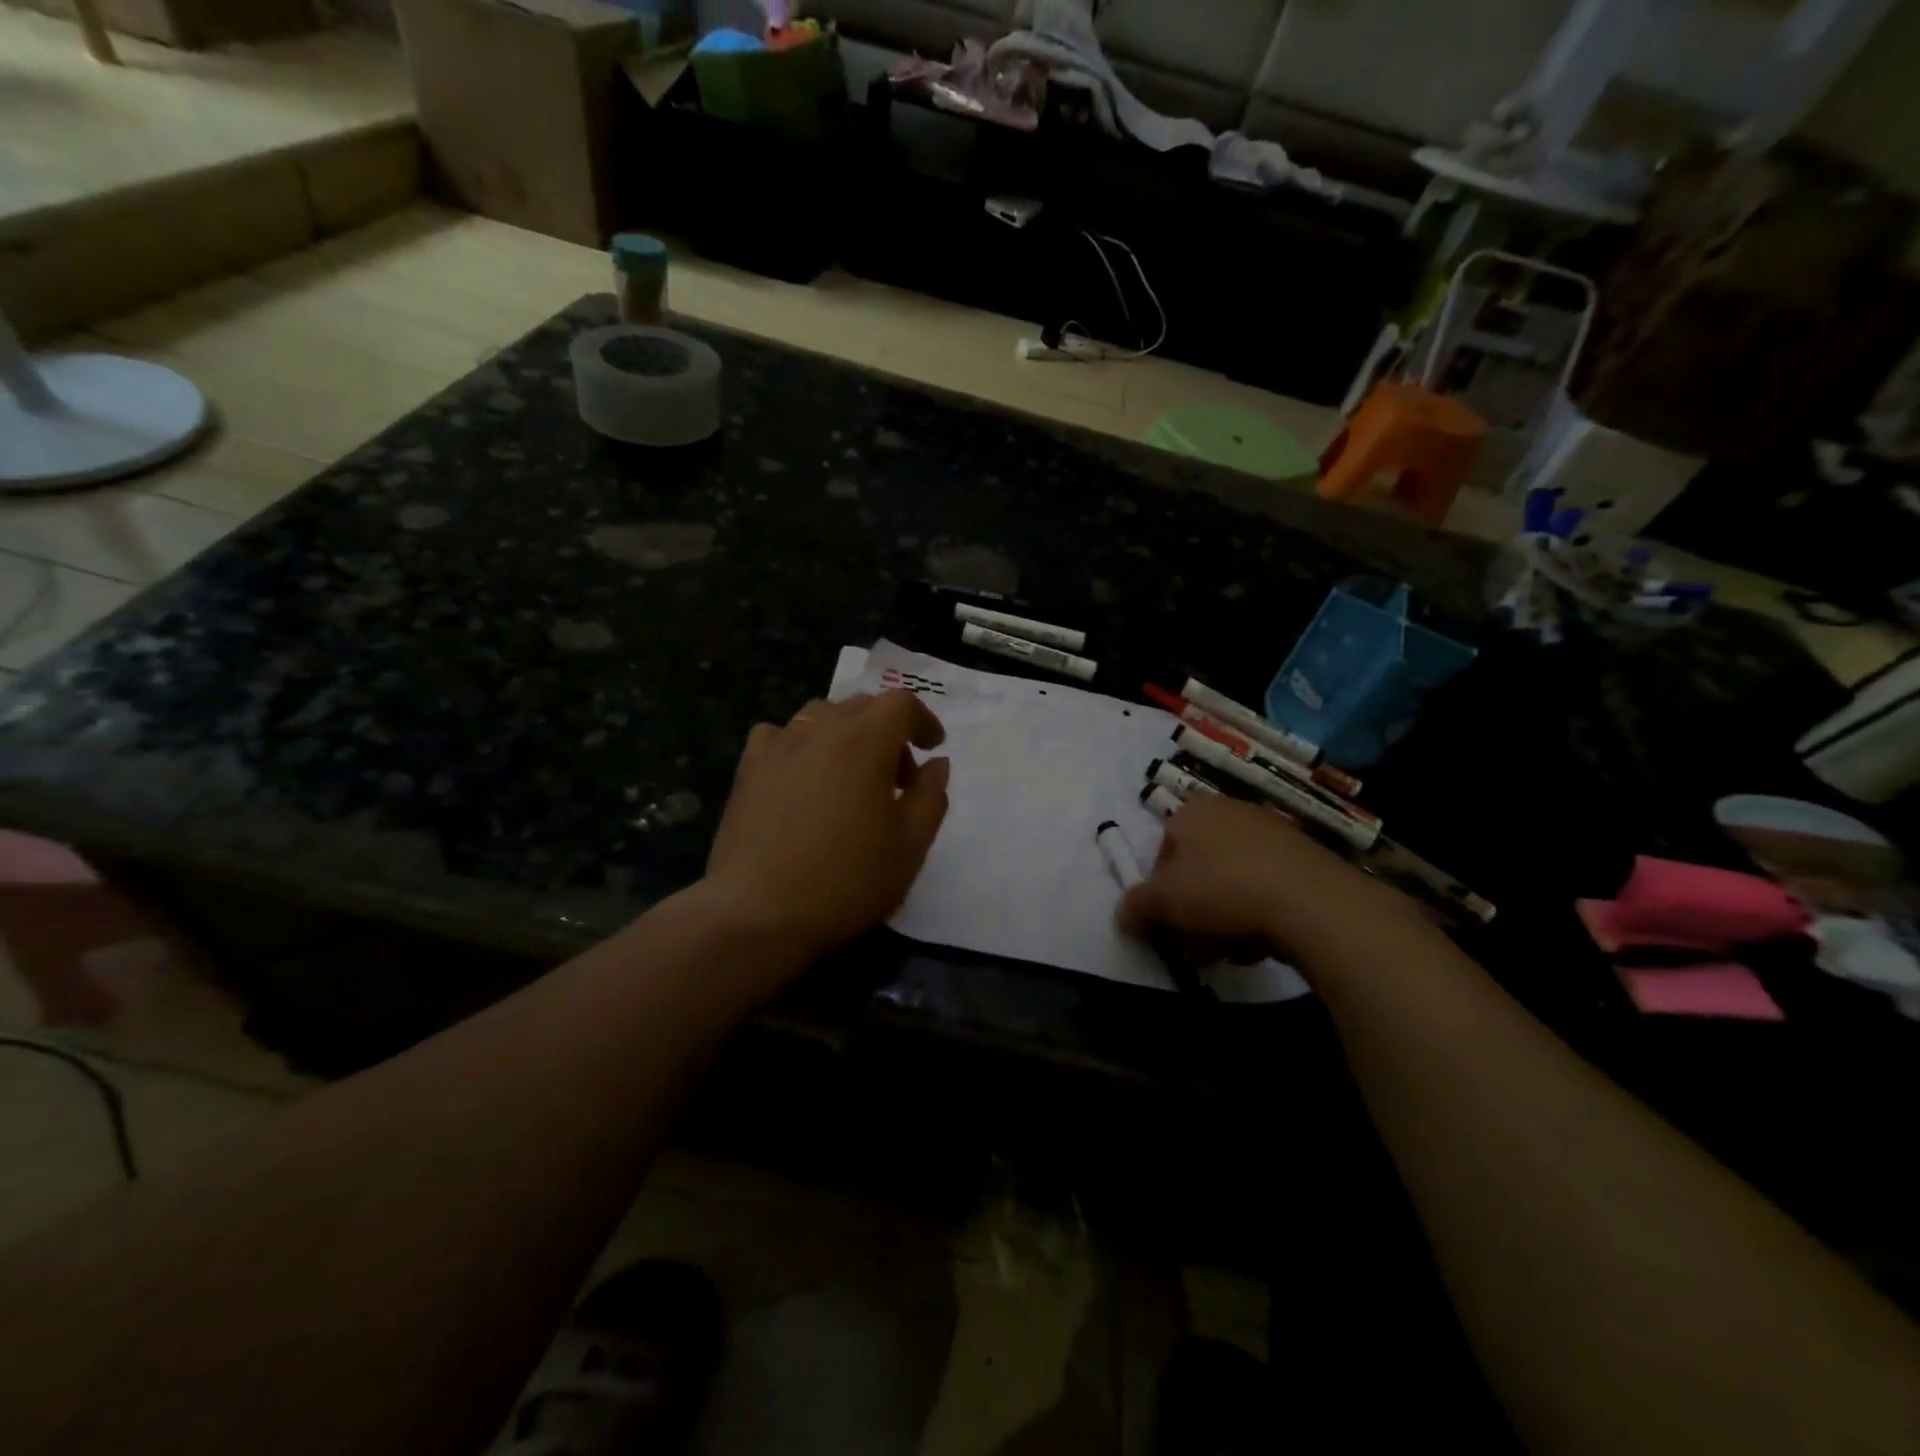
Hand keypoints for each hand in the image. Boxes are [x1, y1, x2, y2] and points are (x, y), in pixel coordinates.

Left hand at [702, 692, 949, 959]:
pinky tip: (801, 779)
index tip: (932, 749)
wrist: (757, 912)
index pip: (900, 703)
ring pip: (821, 715)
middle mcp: (820, 729)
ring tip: (850, 778)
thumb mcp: (910, 846)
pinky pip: (780, 735)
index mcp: (865, 741)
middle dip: (888, 732)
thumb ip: (931, 796)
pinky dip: (801, 745)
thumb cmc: (845, 880)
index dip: (923, 720)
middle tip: (897, 781)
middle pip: (862, 706)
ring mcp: (778, 746)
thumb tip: (935, 763)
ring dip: (846, 735)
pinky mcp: (748, 768)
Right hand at [1117, 796, 1426, 969]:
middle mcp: (1231, 812)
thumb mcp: (1163, 902)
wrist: (1311, 901)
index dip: (1161, 891)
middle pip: (1199, 870)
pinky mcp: (1305, 858)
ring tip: (1231, 950)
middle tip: (1196, 946)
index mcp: (1193, 812)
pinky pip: (1267, 888)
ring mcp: (1272, 834)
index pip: (1163, 851)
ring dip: (1224, 920)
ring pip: (1233, 883)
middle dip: (1194, 912)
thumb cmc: (1222, 889)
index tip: (1168, 923)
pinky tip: (1263, 942)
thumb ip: (1136, 906)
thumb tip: (1124, 915)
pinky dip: (1260, 914)